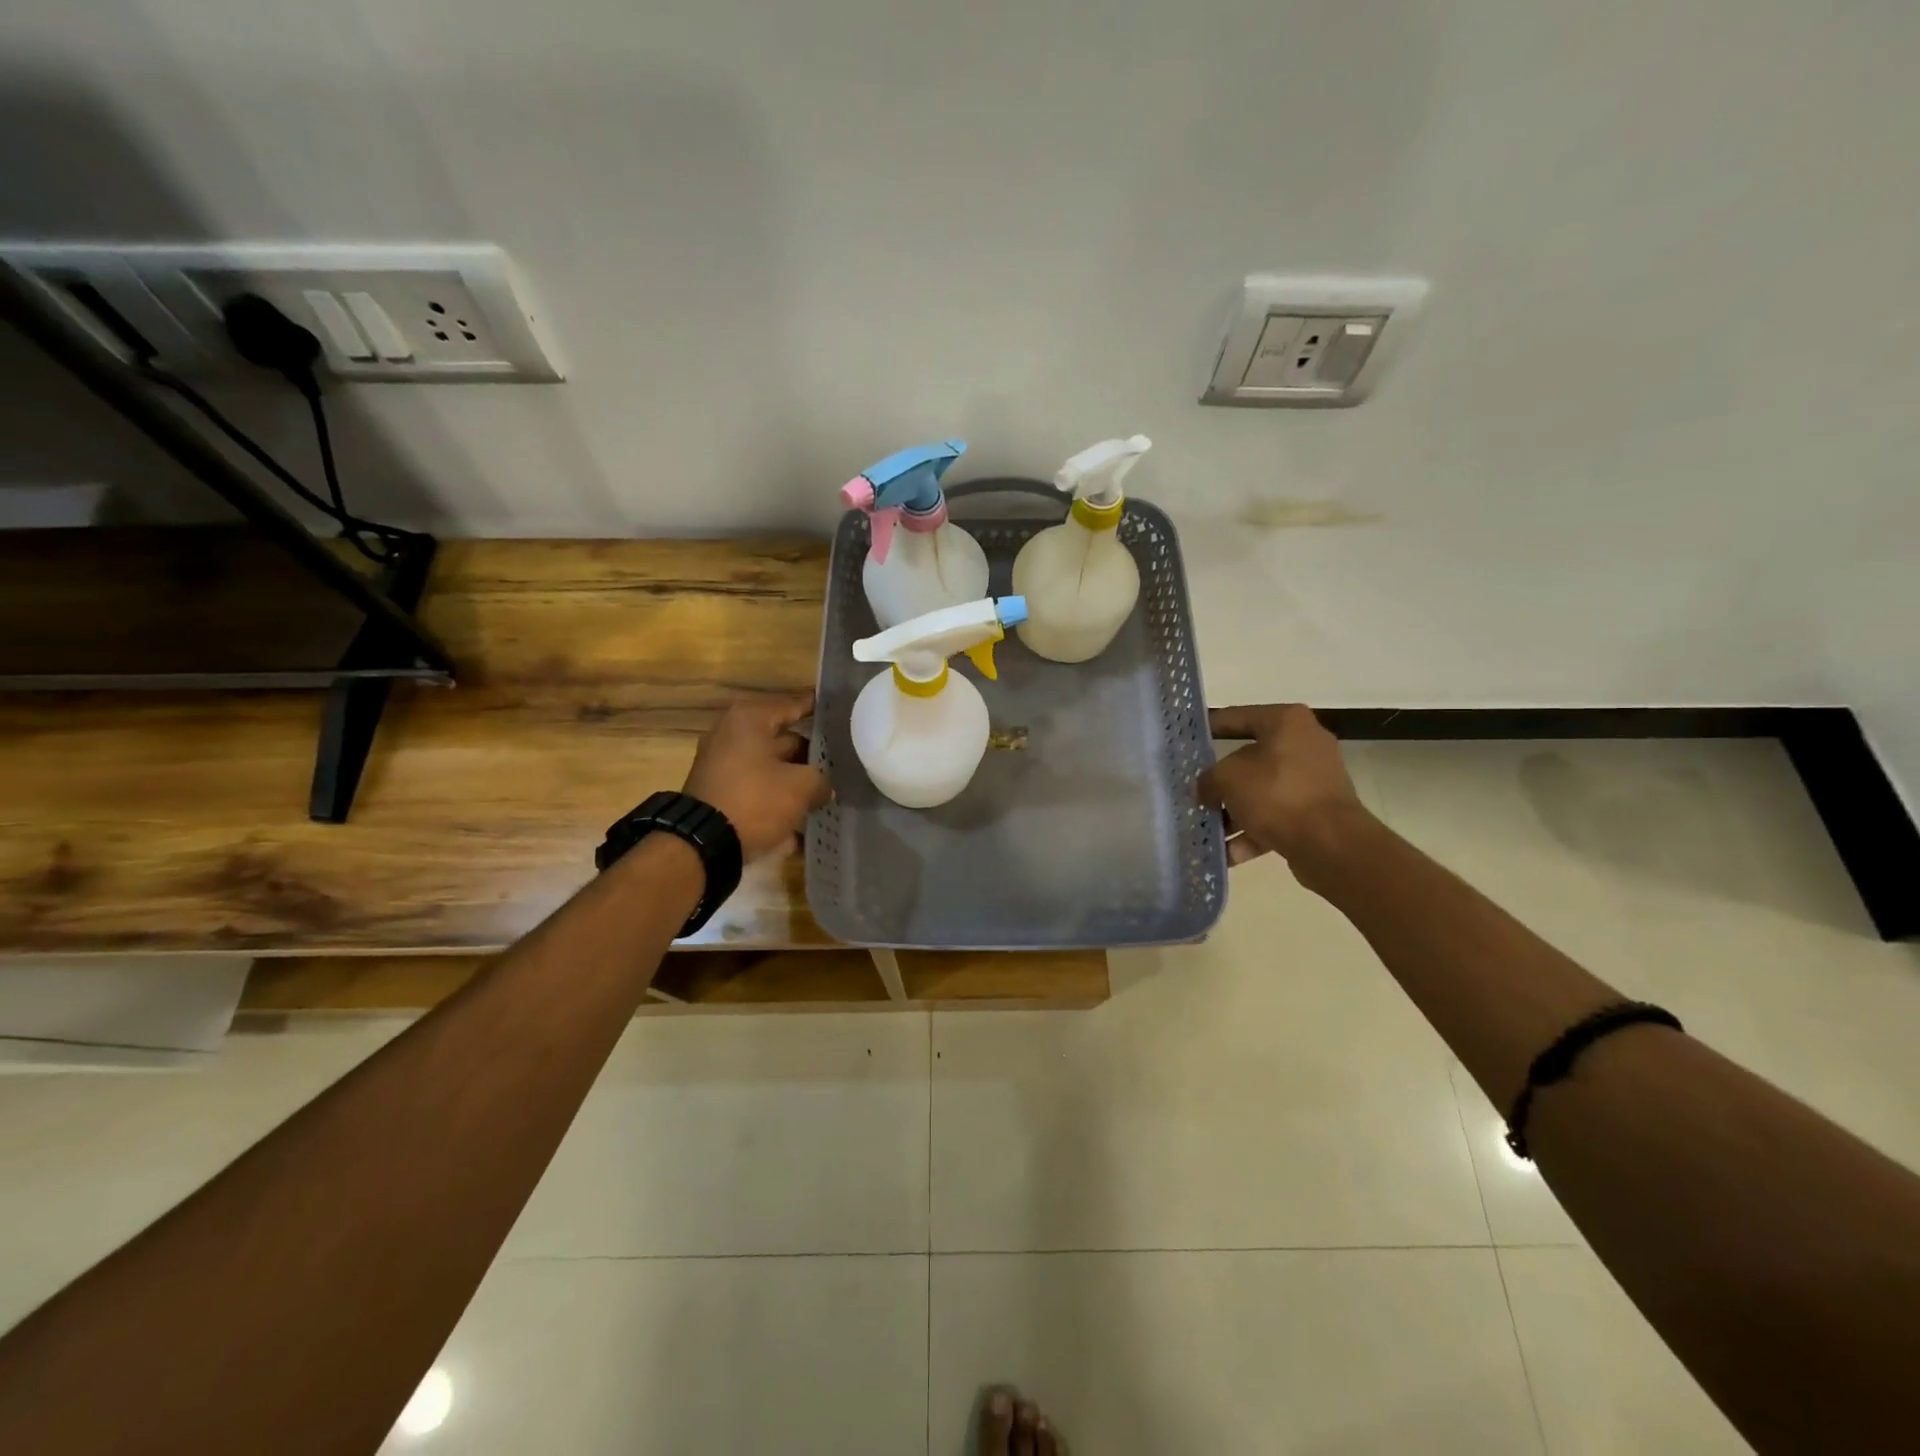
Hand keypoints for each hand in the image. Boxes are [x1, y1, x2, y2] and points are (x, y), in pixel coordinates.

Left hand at [683, 693, 830, 860]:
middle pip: (783, 738)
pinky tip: (802, 823)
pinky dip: (777, 802)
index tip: (843, 714)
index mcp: (749, 719)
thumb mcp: (801, 786)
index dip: (821, 710)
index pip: (794, 705)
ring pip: (772, 767)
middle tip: (843, 760)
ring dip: (796, 781)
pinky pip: (758, 791)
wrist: (703, 844)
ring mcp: (723, 765)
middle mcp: (732, 735)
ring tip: (828, 792)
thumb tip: (823, 786)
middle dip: (812, 753)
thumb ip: (821, 779)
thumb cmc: (755, 800)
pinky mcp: (721, 793)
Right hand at [1199, 704, 1370, 867]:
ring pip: (1261, 792)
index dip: (1207, 728)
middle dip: (1219, 780)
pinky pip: (1275, 817)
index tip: (1185, 741)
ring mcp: (1313, 780)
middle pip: (1248, 759)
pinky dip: (1251, 833)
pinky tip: (1226, 853)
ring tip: (1204, 827)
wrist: (1331, 844)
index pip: (1236, 717)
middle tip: (1193, 790)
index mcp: (1286, 722)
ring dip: (1232, 811)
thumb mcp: (1227, 778)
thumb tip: (1206, 789)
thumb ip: (1208, 779)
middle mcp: (1304, 744)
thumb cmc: (1277, 794)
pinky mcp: (1316, 812)